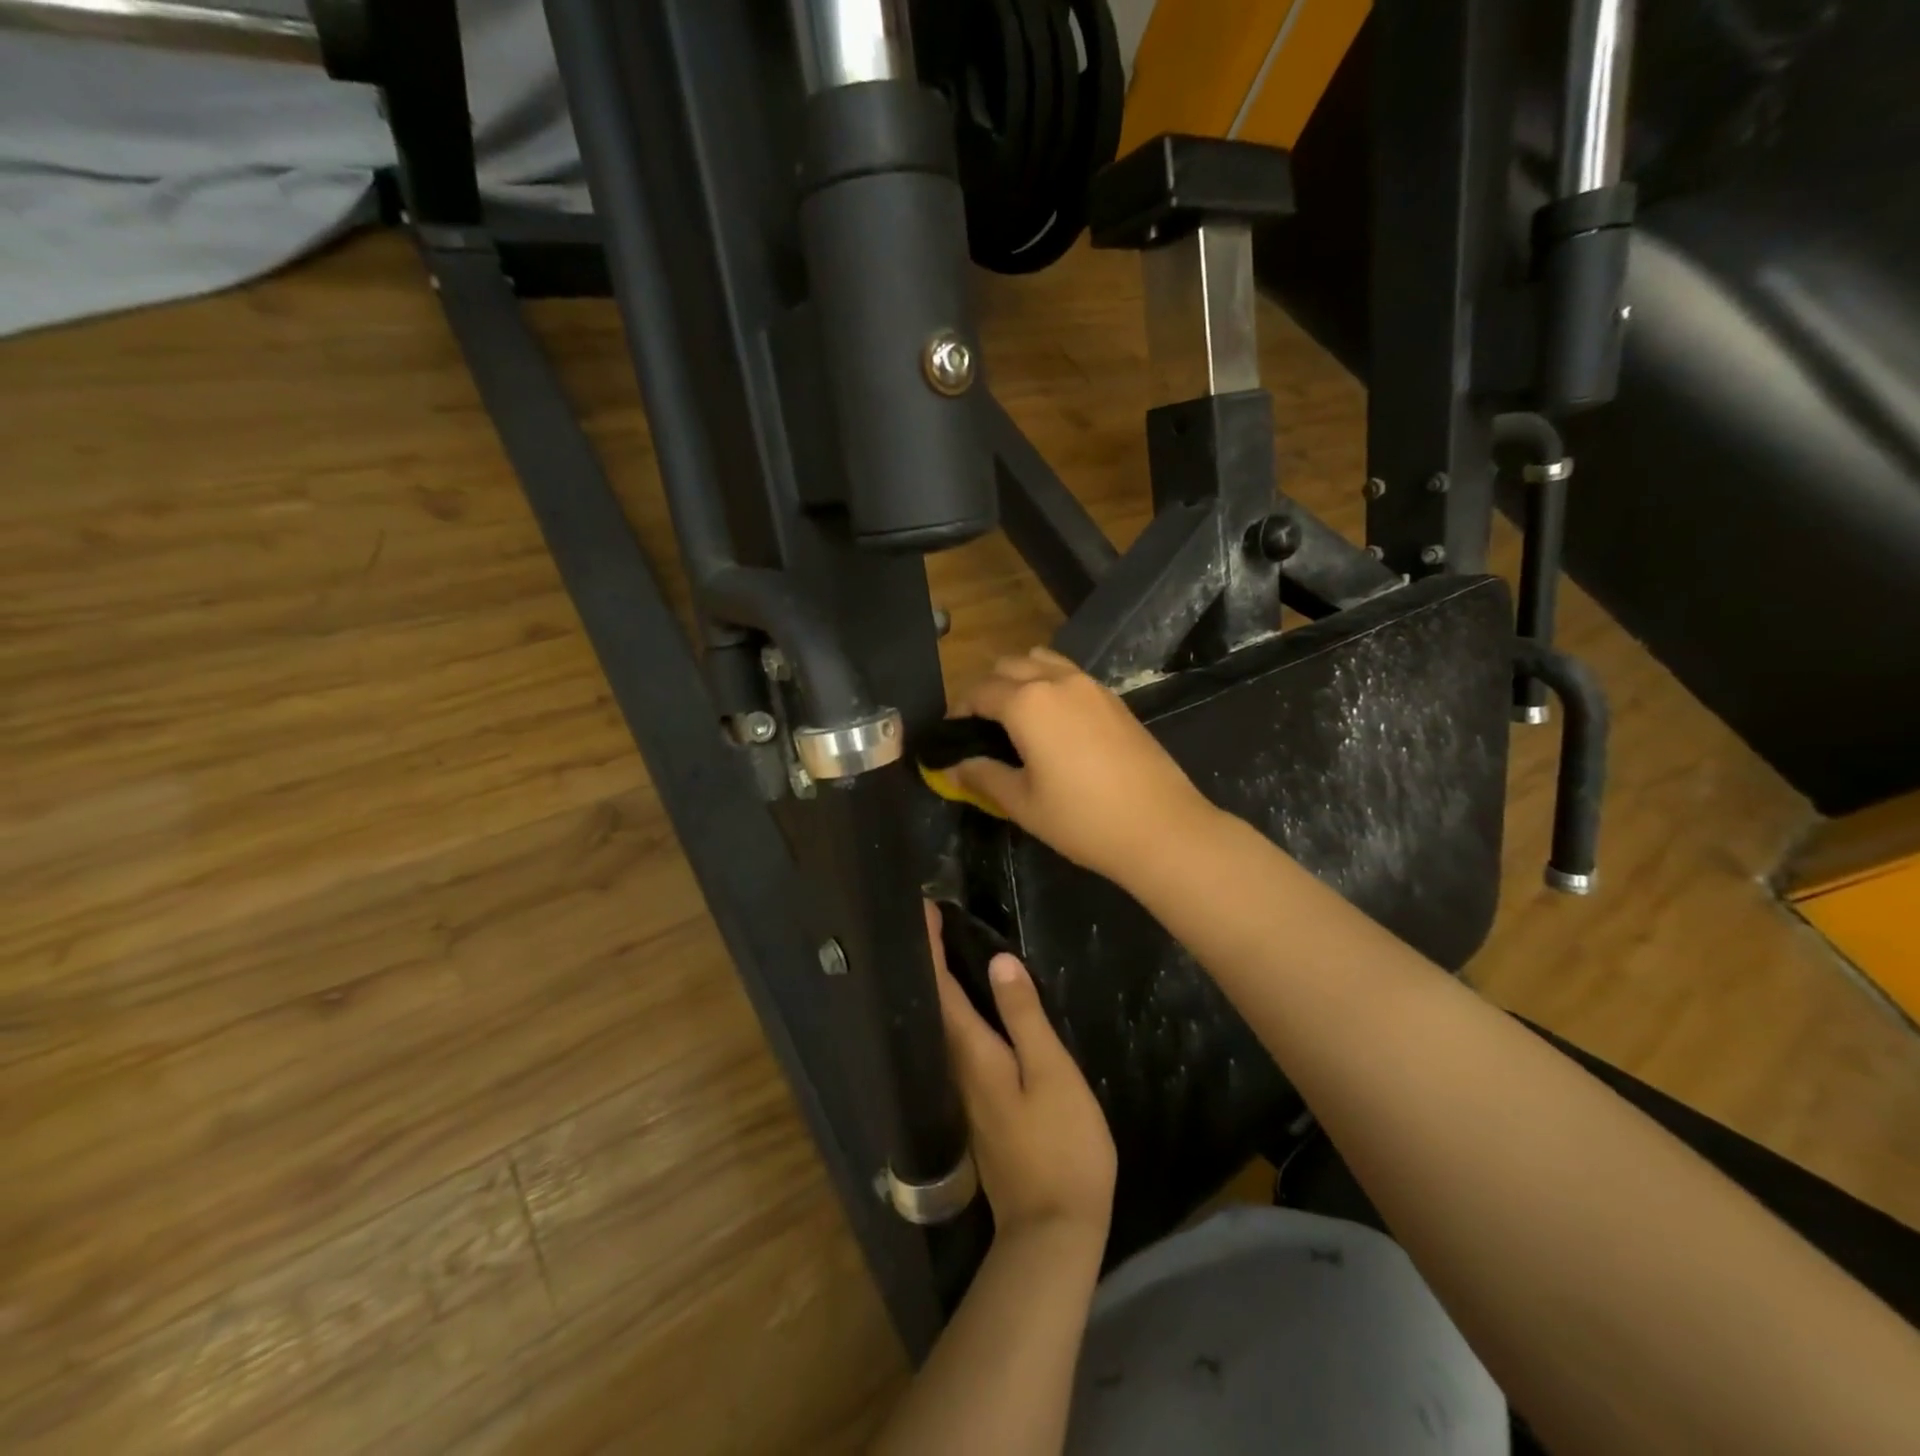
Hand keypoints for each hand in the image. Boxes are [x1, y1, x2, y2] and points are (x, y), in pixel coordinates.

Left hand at [927, 902, 1115, 1245]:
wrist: (1053, 1229)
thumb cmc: (1060, 1146)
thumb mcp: (1051, 1074)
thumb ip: (1024, 1017)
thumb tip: (998, 962)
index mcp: (973, 1054)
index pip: (940, 988)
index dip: (930, 948)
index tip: (923, 909)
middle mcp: (958, 1069)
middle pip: (934, 1005)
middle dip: (929, 961)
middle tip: (930, 921)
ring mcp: (965, 1093)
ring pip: (942, 1026)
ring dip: (939, 986)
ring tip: (945, 952)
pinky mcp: (979, 1108)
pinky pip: (958, 1046)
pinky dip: (955, 1014)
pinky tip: (971, 1009)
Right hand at [952, 647, 1215, 888]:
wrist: (1161, 827)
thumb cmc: (1082, 819)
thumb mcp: (1023, 804)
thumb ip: (984, 777)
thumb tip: (953, 767)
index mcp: (1027, 703)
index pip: (979, 692)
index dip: (959, 711)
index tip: (951, 735)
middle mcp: (1056, 681)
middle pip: (1008, 666)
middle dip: (986, 689)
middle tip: (980, 727)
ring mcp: (1090, 685)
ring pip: (1041, 661)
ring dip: (1020, 678)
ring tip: (1016, 717)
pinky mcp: (1114, 698)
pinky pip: (1069, 674)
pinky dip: (1050, 684)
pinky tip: (1054, 724)